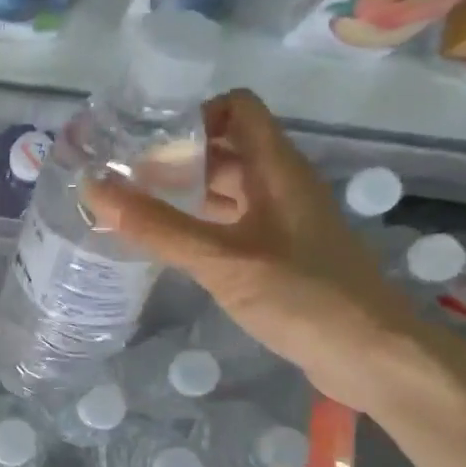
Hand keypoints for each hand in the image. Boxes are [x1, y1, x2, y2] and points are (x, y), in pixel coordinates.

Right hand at [83, 90, 434, 411]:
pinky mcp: (279, 256)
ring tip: (132, 209)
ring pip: (227, 190)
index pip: (238, 109)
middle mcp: (280, 186)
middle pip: (225, 149)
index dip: (193, 114)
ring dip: (183, 194)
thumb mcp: (222, 260)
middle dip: (175, 157)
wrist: (371, 357)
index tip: (144, 140)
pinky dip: (198, 226)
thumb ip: (157, 226)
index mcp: (277, 169)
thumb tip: (94, 189)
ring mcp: (281, 223)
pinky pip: (231, 225)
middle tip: (121, 178)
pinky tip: (166, 247)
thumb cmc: (302, 296)